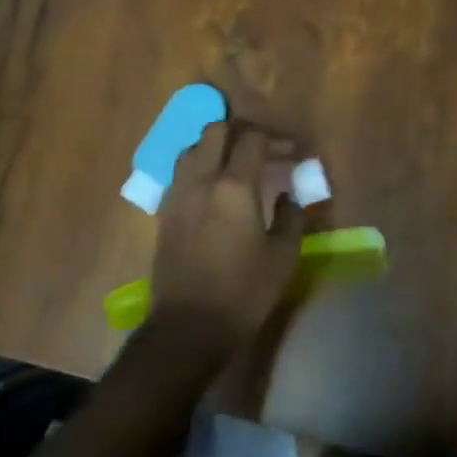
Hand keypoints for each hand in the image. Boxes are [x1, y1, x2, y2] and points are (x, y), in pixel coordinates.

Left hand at [150, 120, 306, 354]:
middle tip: (262, 148)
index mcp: (234, 186)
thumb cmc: (243, 292)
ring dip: (216, 146)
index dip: (276, 138)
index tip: (292, 151)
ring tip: (235, 164)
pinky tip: (213, 187)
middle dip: (241, 131)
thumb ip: (291, 217)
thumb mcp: (282, 257)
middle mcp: (202, 179)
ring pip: (193, 147)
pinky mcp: (164, 210)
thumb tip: (289, 195)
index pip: (253, 139)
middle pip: (216, 131)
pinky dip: (199, 166)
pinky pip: (181, 171)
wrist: (188, 326)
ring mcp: (178, 193)